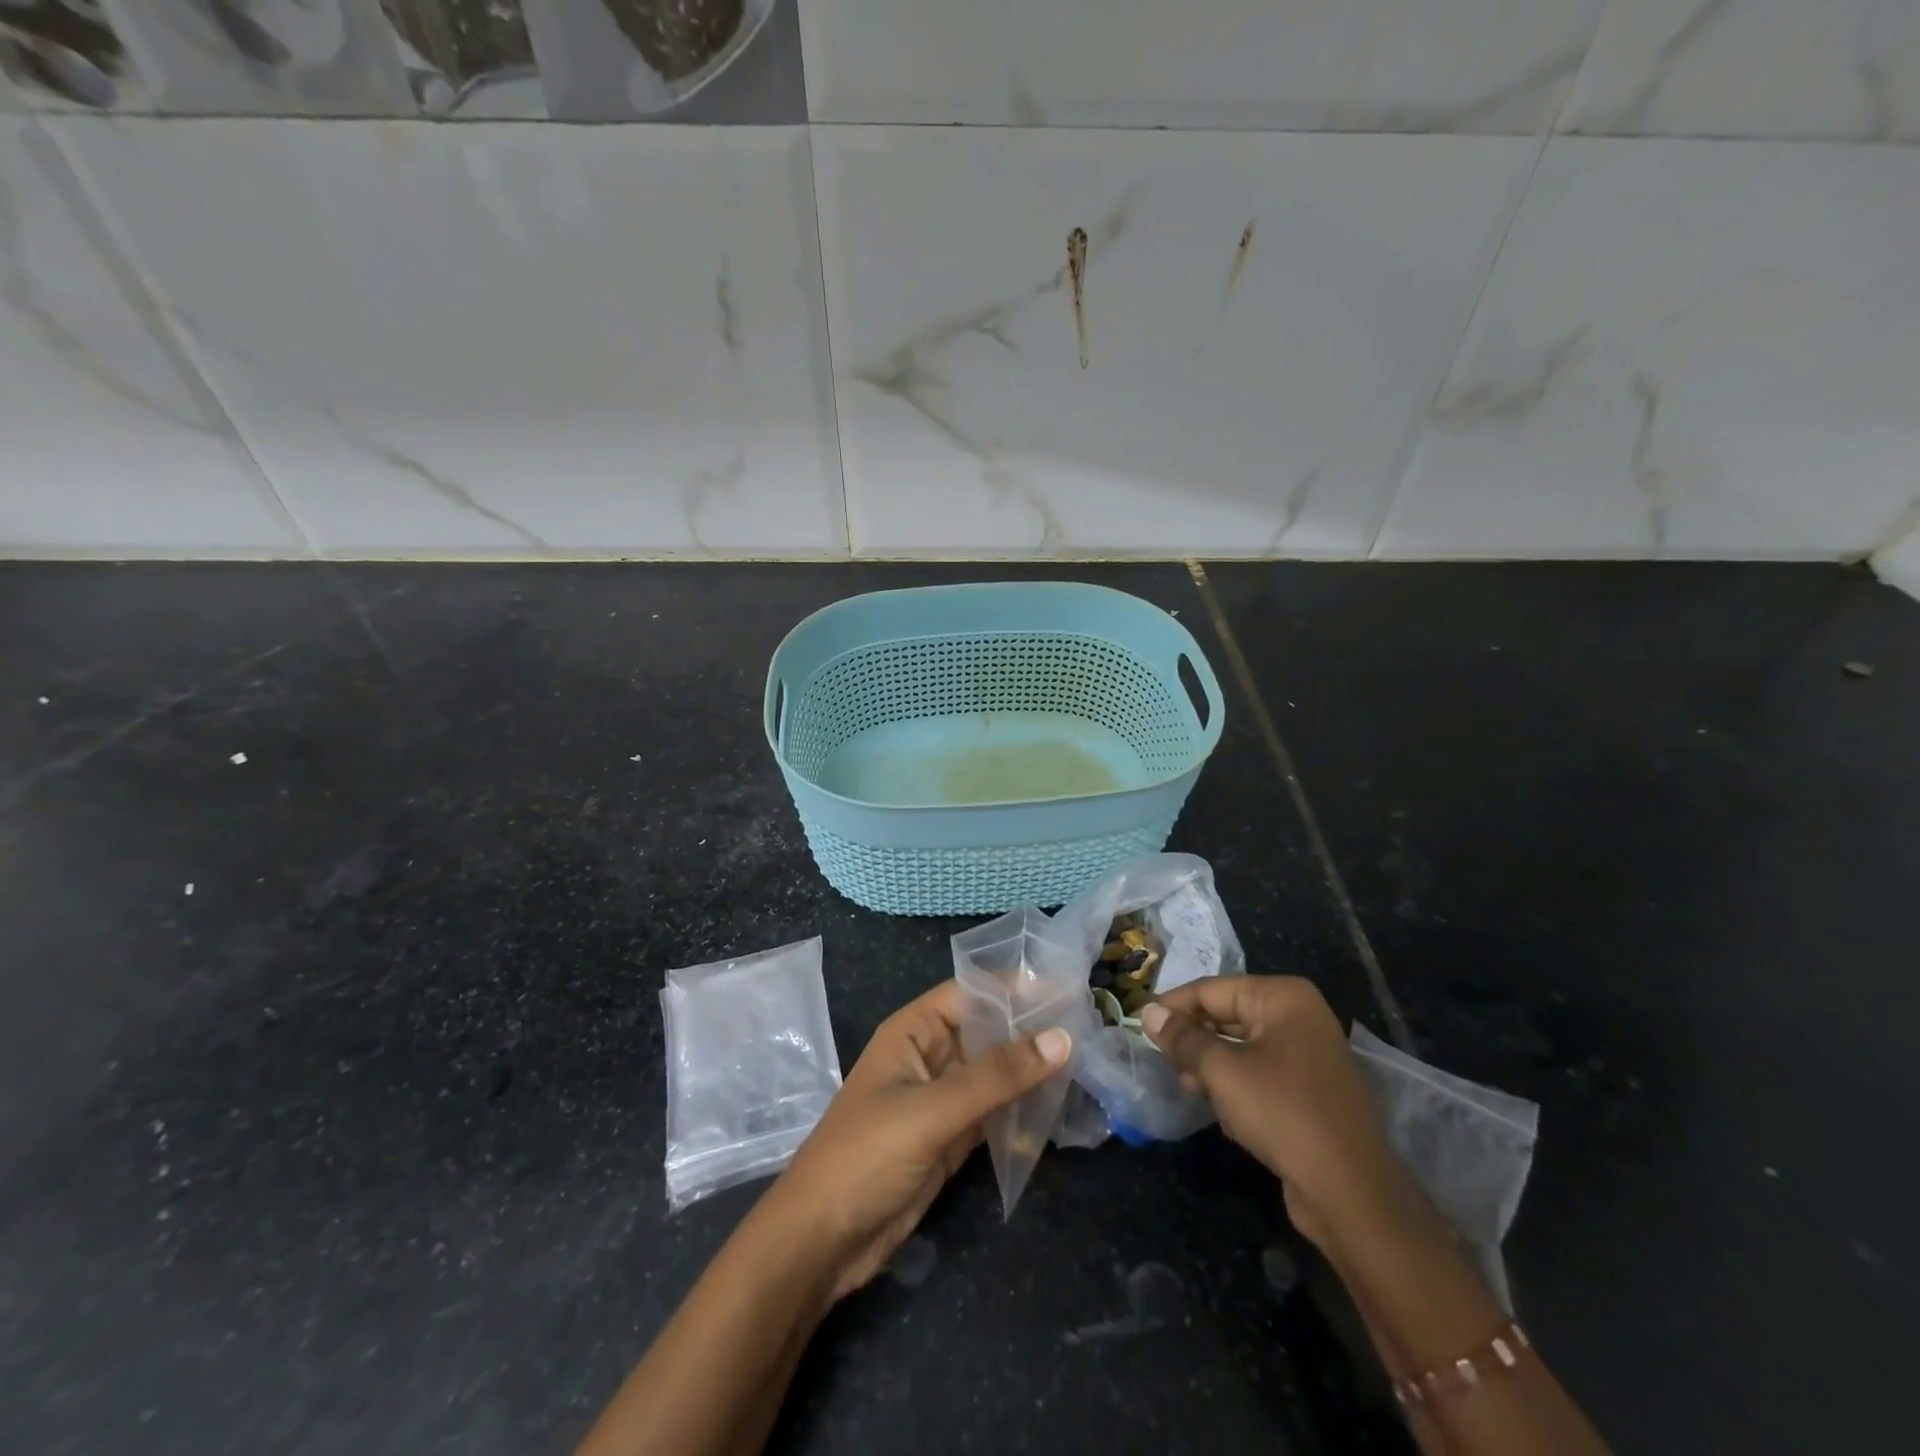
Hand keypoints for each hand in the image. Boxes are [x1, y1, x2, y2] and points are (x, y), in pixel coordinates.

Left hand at [766, 980, 1070, 1300]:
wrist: (823, 1241)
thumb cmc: (867, 1155)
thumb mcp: (932, 1110)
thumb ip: (996, 1076)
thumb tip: (1061, 1037)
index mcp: (914, 1030)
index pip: (972, 993)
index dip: (1015, 987)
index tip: (1069, 987)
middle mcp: (931, 1055)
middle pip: (988, 1031)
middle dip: (1032, 1029)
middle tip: (1091, 1025)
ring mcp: (943, 1098)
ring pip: (996, 1072)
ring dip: (1032, 1069)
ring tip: (1088, 1060)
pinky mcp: (953, 1137)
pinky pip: (995, 1110)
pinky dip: (1023, 1108)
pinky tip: (1060, 1105)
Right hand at [1140, 977, 1415, 1255]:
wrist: (1351, 1192)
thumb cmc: (1282, 1113)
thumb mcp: (1222, 1071)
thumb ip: (1182, 1038)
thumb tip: (1148, 1012)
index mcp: (1283, 997)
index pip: (1212, 990)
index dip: (1173, 1007)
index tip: (1140, 1026)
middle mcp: (1299, 1017)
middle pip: (1227, 1015)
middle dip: (1194, 1039)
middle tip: (1162, 1060)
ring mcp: (1308, 1055)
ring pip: (1241, 1047)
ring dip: (1211, 1066)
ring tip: (1188, 1087)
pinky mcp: (1309, 1092)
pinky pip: (1260, 1074)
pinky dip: (1236, 1087)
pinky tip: (1221, 1111)